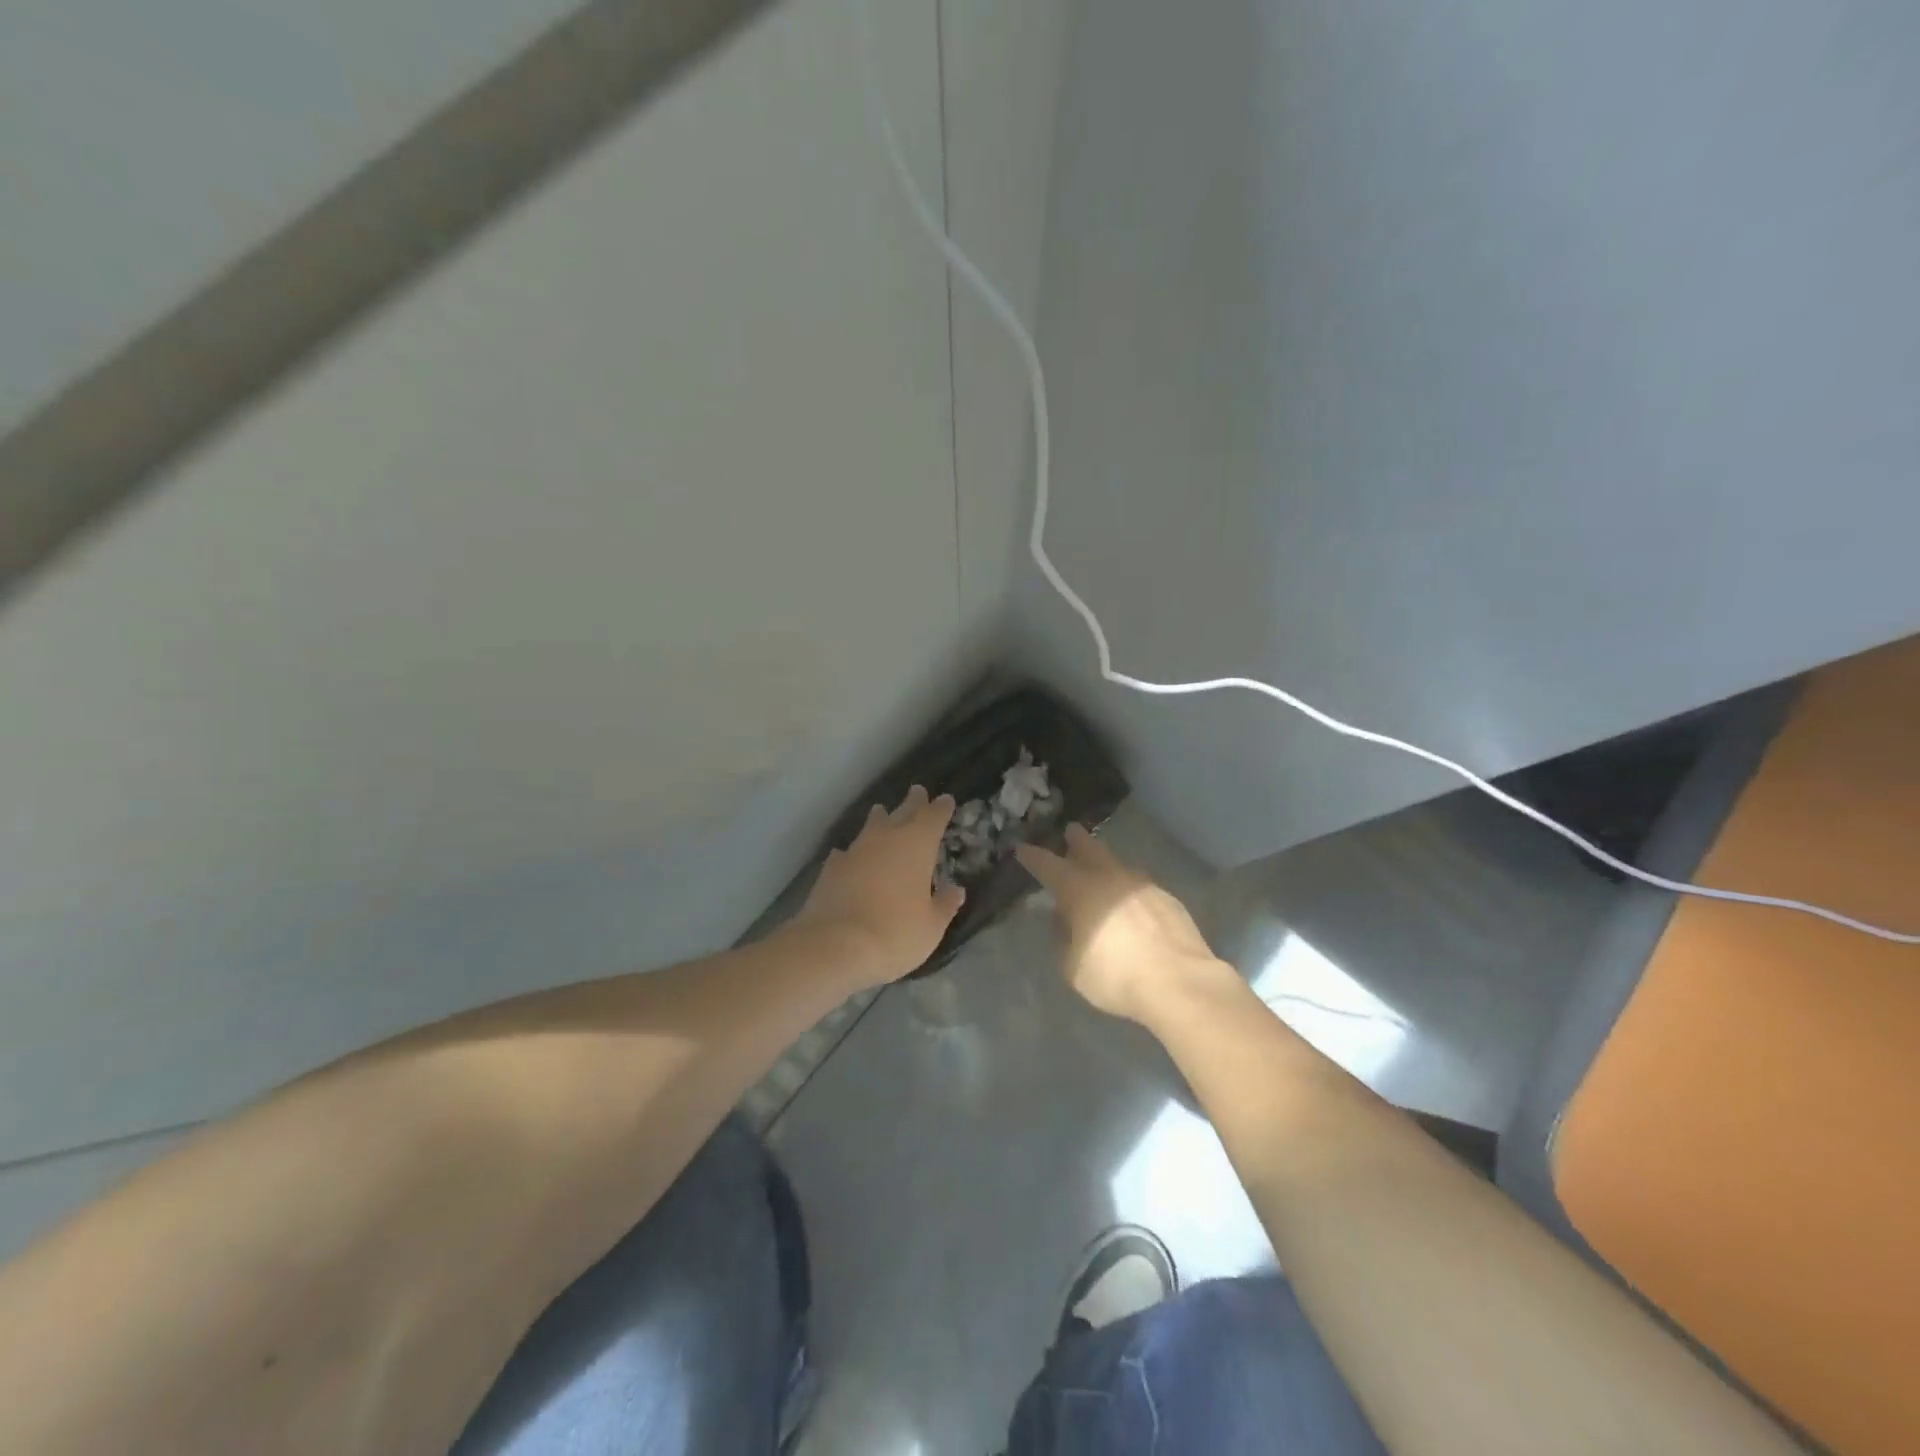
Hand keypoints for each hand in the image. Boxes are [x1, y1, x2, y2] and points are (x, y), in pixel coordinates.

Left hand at [792, 785, 965, 986]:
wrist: (834, 946)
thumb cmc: (895, 933)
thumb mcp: (932, 926)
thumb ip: (945, 905)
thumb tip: (956, 890)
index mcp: (917, 845)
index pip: (933, 817)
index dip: (941, 808)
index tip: (946, 800)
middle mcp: (886, 838)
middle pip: (902, 812)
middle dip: (913, 802)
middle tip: (917, 791)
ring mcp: (855, 850)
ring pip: (871, 826)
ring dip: (880, 819)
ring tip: (882, 813)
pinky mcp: (831, 868)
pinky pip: (847, 852)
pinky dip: (854, 853)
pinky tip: (850, 857)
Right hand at [1015, 824, 1227, 1023]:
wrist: (1179, 982)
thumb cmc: (1115, 975)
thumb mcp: (1073, 966)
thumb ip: (1065, 940)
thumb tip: (1068, 923)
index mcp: (1079, 890)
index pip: (1048, 866)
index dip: (1033, 857)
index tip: (1022, 848)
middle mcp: (1110, 878)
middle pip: (1090, 849)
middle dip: (1077, 840)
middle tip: (1070, 830)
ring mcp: (1143, 885)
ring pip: (1119, 866)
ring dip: (1107, 865)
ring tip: (1103, 872)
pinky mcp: (1169, 899)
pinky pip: (1141, 887)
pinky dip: (1130, 891)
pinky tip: (1132, 906)